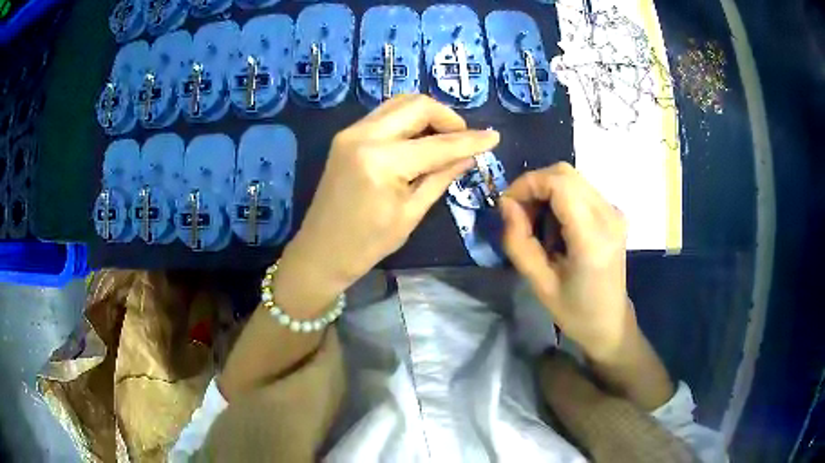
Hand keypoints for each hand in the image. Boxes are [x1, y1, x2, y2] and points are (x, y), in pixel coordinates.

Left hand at [277, 95, 499, 312]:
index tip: (494, 137)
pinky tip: (419, 139)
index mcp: (382, 161)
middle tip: (463, 139)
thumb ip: (441, 177)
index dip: (470, 140)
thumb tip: (470, 155)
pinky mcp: (346, 135)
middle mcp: (364, 135)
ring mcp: (351, 131)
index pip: (437, 144)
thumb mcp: (411, 213)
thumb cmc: (368, 244)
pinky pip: (385, 114)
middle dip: (447, 117)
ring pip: (400, 103)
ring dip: (427, 115)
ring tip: (443, 139)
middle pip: (417, 105)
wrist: (321, 250)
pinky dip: (408, 120)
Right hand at [499, 162, 636, 360]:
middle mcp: (608, 215)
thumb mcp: (539, 284)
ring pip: (572, 178)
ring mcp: (614, 212)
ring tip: (535, 223)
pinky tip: (554, 225)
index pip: (558, 183)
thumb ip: (518, 241)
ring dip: (546, 191)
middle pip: (565, 173)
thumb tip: (506, 204)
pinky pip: (581, 189)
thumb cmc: (575, 311)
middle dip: (534, 185)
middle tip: (518, 214)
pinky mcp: (614, 213)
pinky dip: (560, 197)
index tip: (506, 205)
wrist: (610, 322)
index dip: (527, 184)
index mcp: (592, 237)